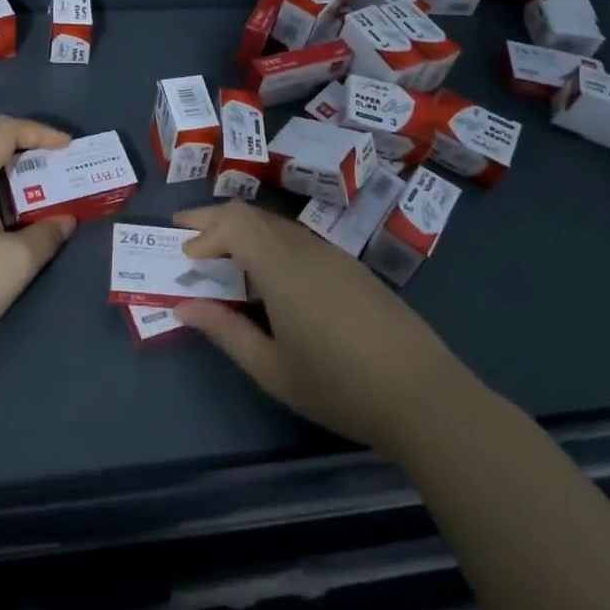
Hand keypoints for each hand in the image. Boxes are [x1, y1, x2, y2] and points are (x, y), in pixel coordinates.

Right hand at [173, 200, 459, 457]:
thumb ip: (225, 332)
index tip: (185, 258)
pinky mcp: (352, 268)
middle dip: (215, 219)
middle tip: (186, 231)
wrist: (424, 395)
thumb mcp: (272, 369)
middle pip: (252, 214)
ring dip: (243, 230)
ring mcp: (333, 255)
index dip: (204, 231)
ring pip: (276, 224)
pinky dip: (269, 243)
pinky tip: (269, 275)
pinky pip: (299, 239)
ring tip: (222, 255)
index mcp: (282, 267)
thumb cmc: (339, 386)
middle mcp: (305, 248)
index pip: (234, 223)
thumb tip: (185, 306)